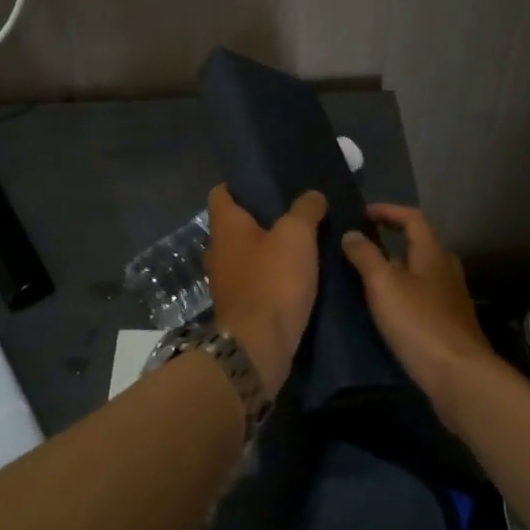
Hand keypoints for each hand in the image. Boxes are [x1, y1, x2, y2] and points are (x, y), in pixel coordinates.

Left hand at [204, 184, 326, 397]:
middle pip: (235, 224)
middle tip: (292, 211)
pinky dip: (269, 274)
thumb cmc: (273, 281)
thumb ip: (305, 209)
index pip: (221, 192)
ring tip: (299, 243)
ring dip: (266, 248)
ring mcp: (224, 280)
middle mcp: (217, 250)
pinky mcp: (238, 306)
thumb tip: (312, 195)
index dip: (240, 184)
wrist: (259, 347)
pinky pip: (253, 279)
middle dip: (260, 217)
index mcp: (225, 226)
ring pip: (245, 253)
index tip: (267, 182)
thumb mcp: (297, 235)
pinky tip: (295, 275)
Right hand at [341, 204, 496, 403]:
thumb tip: (352, 234)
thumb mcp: (383, 284)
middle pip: (420, 243)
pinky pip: (423, 295)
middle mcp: (446, 269)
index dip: (388, 210)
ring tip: (368, 276)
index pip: (412, 217)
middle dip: (392, 239)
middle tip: (363, 244)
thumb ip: (365, 255)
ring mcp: (451, 298)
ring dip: (397, 268)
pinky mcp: (449, 323)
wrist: (459, 376)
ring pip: (421, 271)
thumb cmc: (418, 322)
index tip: (363, 213)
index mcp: (433, 253)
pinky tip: (386, 308)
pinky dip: (403, 292)